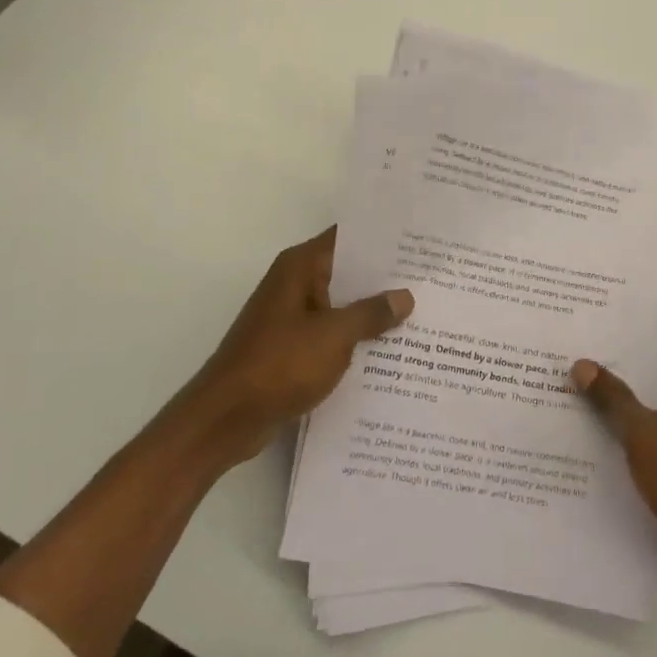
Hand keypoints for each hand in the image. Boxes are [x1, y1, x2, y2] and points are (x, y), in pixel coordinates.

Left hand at [179, 228, 412, 468]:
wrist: (226, 418)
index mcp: (300, 268)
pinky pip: (331, 333)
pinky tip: (390, 350)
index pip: (347, 239)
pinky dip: (356, 338)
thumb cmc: (279, 364)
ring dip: (372, 312)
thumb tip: (405, 296)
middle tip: (430, 279)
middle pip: (347, 271)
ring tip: (420, 313)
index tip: (419, 241)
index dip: (382, 239)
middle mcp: (295, 284)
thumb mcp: (334, 336)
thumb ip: (371, 313)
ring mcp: (292, 317)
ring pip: (341, 305)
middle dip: (385, 278)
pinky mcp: (292, 348)